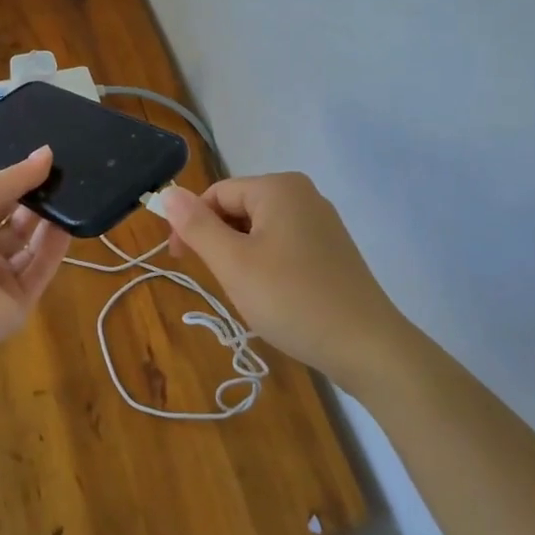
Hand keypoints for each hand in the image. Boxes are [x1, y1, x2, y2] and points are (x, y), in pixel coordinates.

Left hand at [0, 146, 71, 347]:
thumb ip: (16, 176)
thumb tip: (47, 153)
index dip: (15, 184)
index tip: (45, 165)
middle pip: (12, 226)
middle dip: (35, 204)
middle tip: (64, 181)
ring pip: (28, 249)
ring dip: (48, 225)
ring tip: (72, 198)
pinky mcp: (16, 304)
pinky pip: (39, 272)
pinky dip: (53, 250)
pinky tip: (69, 226)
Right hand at [164, 172, 410, 392]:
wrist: (367, 347)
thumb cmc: (292, 299)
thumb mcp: (233, 263)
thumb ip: (197, 226)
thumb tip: (168, 192)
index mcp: (279, 188)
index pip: (216, 194)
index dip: (191, 224)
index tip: (179, 261)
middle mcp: (303, 194)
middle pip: (239, 208)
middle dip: (219, 242)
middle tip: (218, 282)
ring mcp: (321, 221)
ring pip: (259, 229)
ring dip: (241, 256)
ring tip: (246, 293)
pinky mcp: (331, 249)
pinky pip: (283, 244)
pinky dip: (266, 264)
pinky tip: (272, 296)